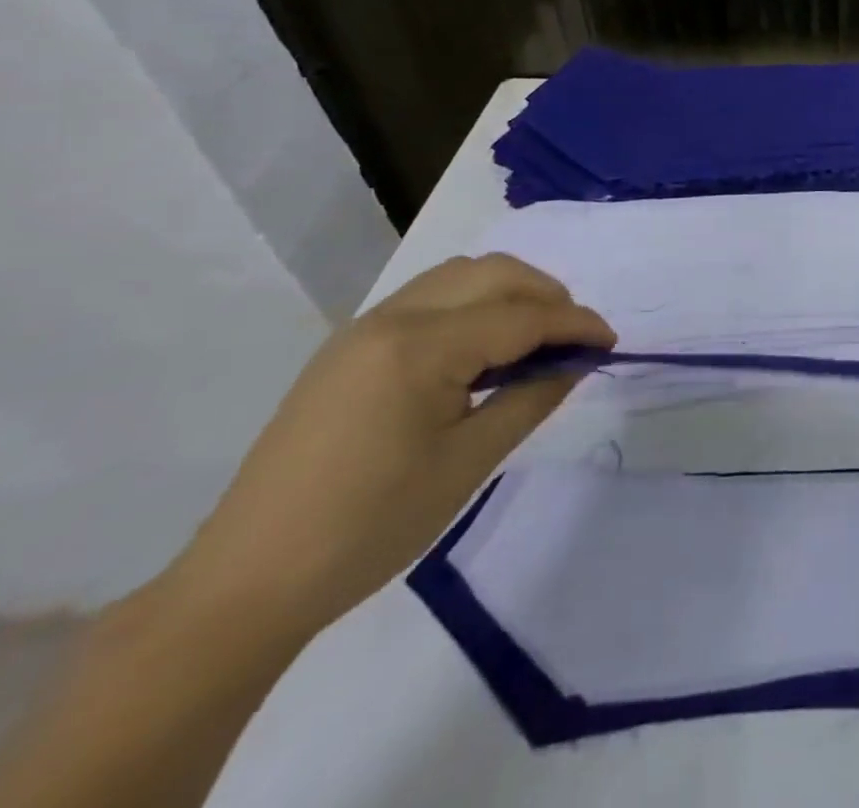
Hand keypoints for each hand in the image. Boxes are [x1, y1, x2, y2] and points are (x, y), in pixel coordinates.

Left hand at [164, 255, 615, 642]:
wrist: (246, 584)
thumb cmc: (369, 528)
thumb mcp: (468, 464)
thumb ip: (531, 399)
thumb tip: (576, 363)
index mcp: (419, 347)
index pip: (520, 316)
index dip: (575, 324)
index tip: (611, 342)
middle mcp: (391, 319)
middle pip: (492, 274)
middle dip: (547, 295)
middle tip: (576, 338)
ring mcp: (363, 329)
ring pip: (459, 276)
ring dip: (509, 292)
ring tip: (536, 336)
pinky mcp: (349, 349)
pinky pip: (429, 299)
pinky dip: (473, 305)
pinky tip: (484, 348)